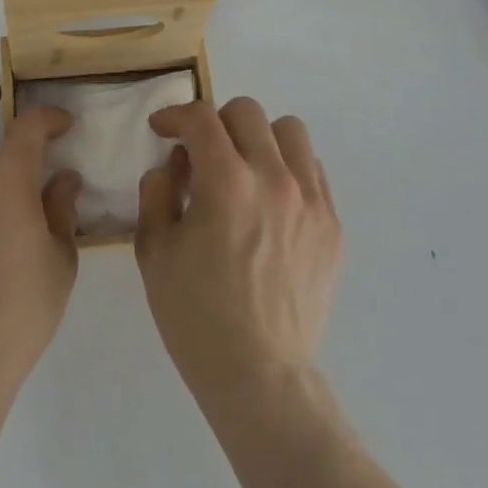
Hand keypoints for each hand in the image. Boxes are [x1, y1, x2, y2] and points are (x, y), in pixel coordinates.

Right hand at [135, 98, 342, 403]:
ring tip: (243, 170)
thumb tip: (174, 164)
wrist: (259, 375)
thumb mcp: (153, 250)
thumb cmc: (196, 315)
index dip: (174, 115)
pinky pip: (313, 170)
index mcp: (226, 182)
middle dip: (215, 123)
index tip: (162, 130)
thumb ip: (157, 191)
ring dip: (259, 139)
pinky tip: (270, 202)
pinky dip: (288, 169)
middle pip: (247, 112)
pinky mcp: (333, 225)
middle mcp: (274, 178)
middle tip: (201, 154)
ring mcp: (311, 200)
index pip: (201, 117)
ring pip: (290, 131)